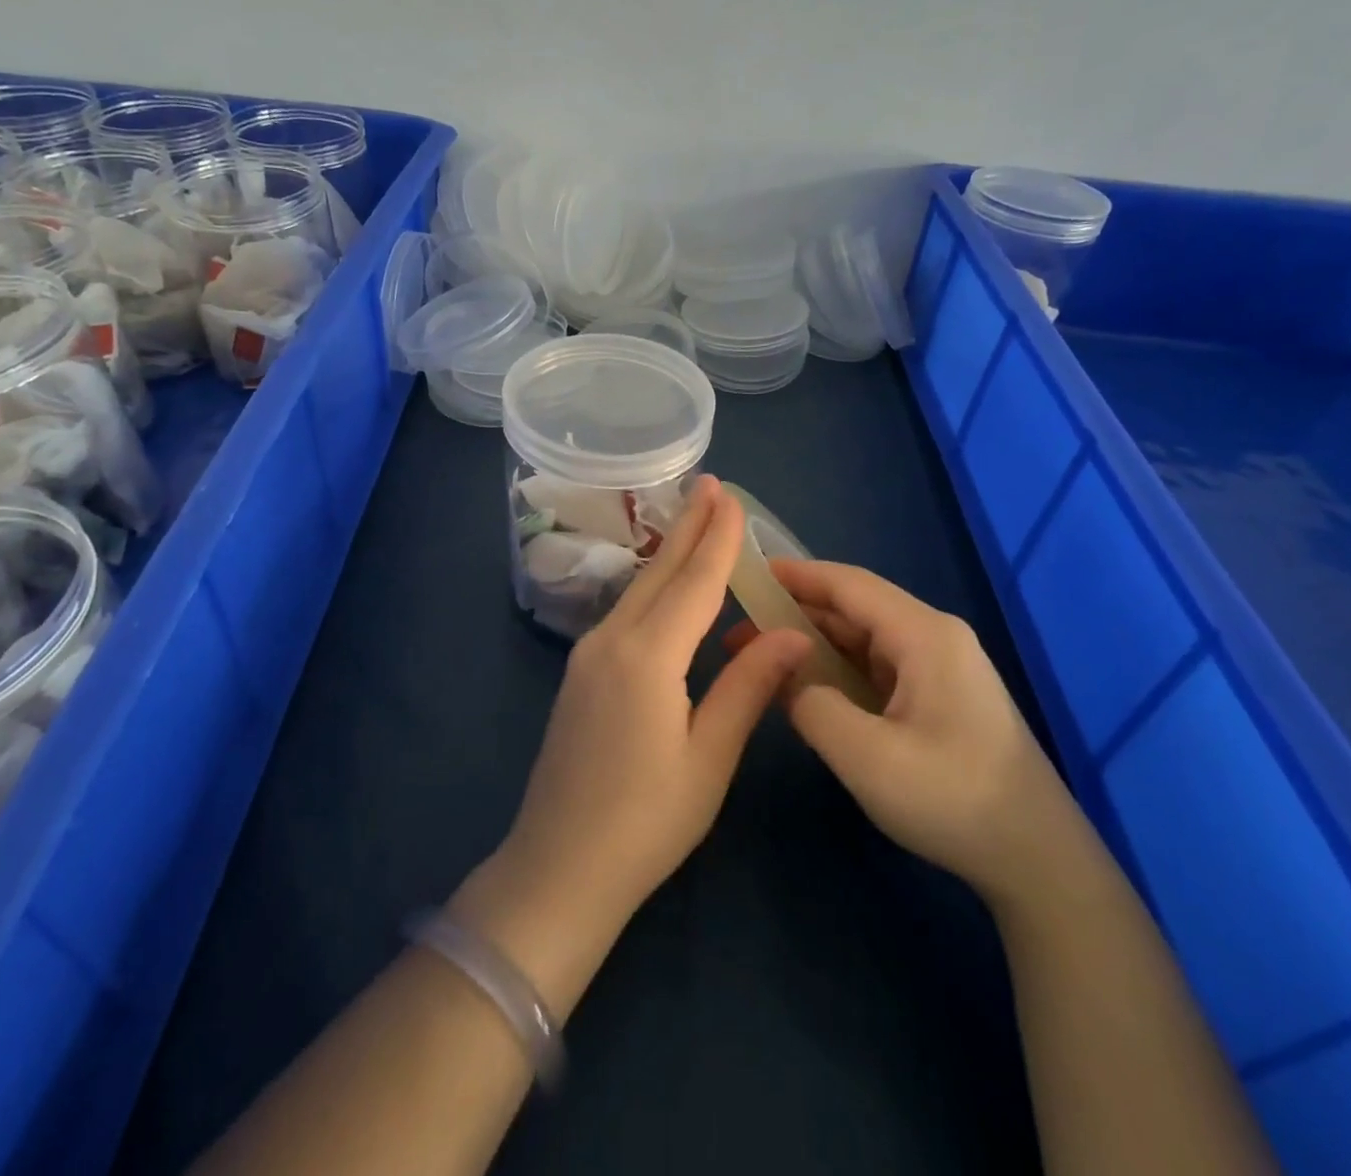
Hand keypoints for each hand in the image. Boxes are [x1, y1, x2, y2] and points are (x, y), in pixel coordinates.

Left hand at [498, 476, 811, 930]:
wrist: (558, 865)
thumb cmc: (646, 821)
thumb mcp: (709, 757)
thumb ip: (748, 688)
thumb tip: (792, 634)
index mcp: (648, 656)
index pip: (693, 582)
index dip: (717, 539)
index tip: (731, 497)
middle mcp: (612, 640)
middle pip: (659, 573)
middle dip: (688, 526)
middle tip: (710, 484)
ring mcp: (588, 656)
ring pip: (638, 590)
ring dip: (669, 553)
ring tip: (693, 520)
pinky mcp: (580, 674)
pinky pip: (624, 613)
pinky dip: (652, 587)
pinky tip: (665, 585)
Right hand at [724, 560, 1074, 904]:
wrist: (1039, 863)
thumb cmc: (953, 800)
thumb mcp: (866, 755)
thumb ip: (810, 702)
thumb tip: (781, 671)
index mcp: (924, 635)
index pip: (848, 584)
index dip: (795, 574)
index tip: (746, 572)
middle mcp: (934, 637)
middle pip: (854, 607)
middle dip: (795, 612)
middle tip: (739, 625)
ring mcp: (940, 668)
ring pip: (864, 638)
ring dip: (813, 641)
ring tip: (760, 653)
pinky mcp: (940, 696)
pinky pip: (877, 666)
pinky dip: (837, 667)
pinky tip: (806, 682)